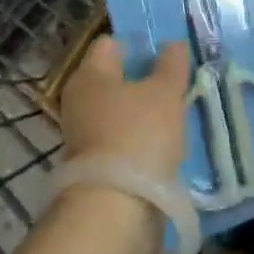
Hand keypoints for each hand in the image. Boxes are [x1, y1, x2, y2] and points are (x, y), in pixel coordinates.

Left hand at [59, 36, 190, 182]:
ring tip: (174, 117)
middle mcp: (79, 99)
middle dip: (144, 80)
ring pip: (119, 110)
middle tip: (175, 85)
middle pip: (115, 78)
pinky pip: (120, 138)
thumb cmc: (139, 135)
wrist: (115, 209)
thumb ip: (171, 64)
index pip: (112, 43)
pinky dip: (138, 139)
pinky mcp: (93, 164)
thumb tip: (173, 44)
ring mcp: (83, 134)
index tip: (167, 55)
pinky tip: (161, 146)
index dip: (140, 44)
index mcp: (89, 73)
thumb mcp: (166, 92)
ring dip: (142, 112)